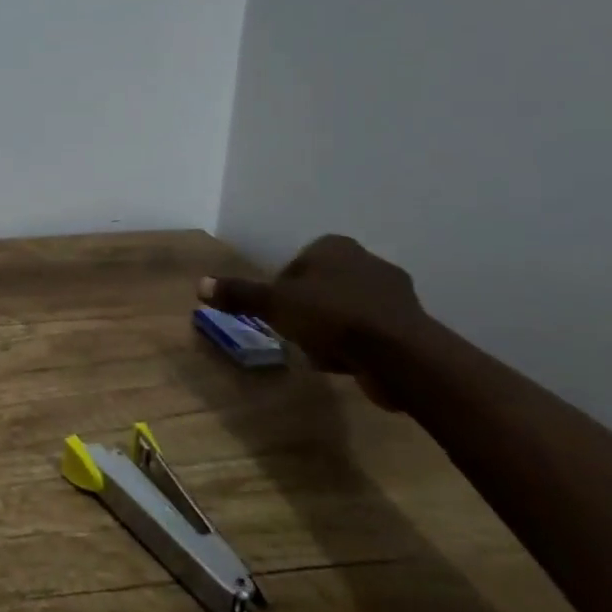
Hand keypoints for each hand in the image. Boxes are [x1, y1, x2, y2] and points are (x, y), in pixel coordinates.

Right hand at [200, 235, 426, 409]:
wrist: (400, 355)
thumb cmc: (332, 316)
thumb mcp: (274, 304)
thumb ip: (239, 294)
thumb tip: (199, 285)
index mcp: (334, 246)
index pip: (295, 264)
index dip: (282, 290)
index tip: (279, 314)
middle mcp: (367, 261)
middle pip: (321, 288)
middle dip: (309, 312)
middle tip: (298, 334)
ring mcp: (395, 293)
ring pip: (346, 311)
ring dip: (332, 332)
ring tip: (324, 355)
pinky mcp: (412, 325)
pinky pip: (371, 333)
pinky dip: (358, 347)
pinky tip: (349, 365)